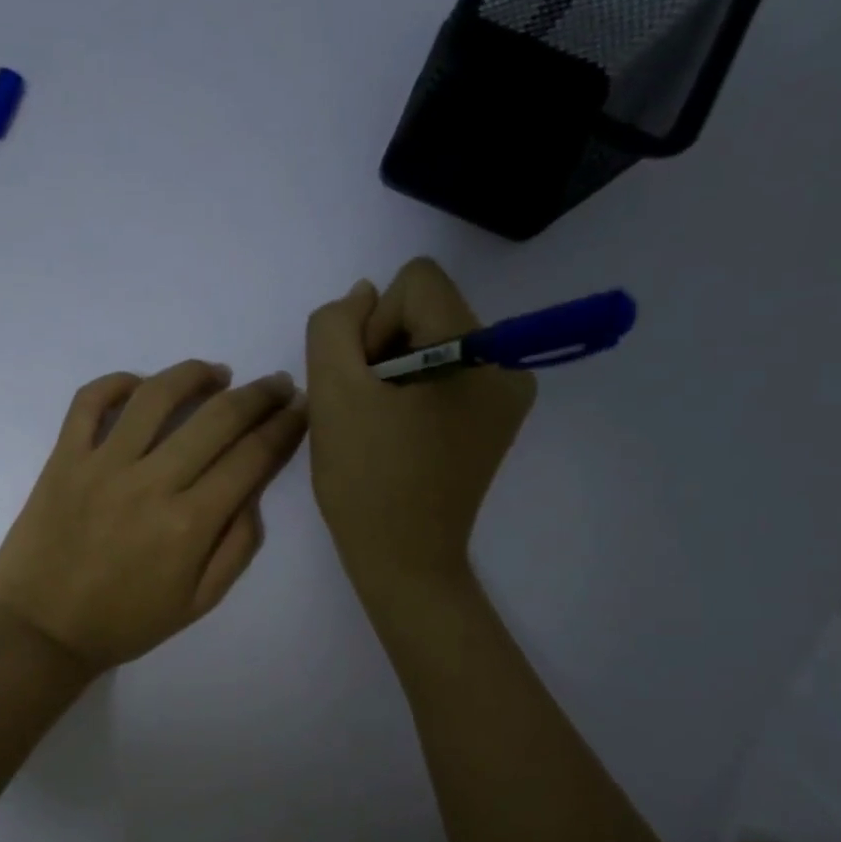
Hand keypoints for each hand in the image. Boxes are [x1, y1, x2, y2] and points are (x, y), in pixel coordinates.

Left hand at [0, 361, 308, 673]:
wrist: (42, 630)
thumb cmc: (124, 623)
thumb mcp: (198, 603)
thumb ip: (236, 547)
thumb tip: (253, 491)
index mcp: (190, 524)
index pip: (251, 457)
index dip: (284, 427)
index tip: (300, 408)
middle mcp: (151, 483)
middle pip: (217, 418)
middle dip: (258, 395)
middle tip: (275, 385)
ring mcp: (102, 465)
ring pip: (156, 396)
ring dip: (195, 375)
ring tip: (217, 374)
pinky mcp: (63, 459)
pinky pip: (89, 402)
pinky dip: (117, 383)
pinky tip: (140, 386)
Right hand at [306, 258, 534, 635]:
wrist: (403, 558)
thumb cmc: (365, 480)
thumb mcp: (332, 394)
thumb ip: (335, 327)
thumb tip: (363, 295)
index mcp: (477, 352)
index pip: (415, 283)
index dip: (372, 325)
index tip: (362, 383)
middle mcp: (507, 363)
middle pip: (428, 310)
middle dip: (384, 349)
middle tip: (365, 410)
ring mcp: (507, 394)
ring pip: (432, 341)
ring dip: (394, 373)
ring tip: (379, 426)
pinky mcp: (495, 420)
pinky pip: (446, 375)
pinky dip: (413, 394)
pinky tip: (398, 435)